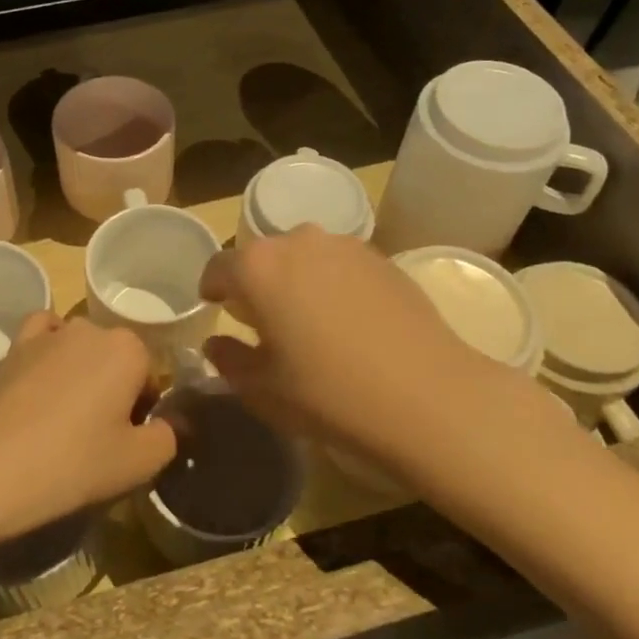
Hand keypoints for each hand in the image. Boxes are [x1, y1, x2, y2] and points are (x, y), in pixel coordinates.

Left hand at [0, 314, 174, 548]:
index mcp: (129, 348)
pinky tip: (41, 382)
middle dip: (113, 388)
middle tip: (97, 435)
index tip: (125, 440)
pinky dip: (48, 351)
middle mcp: (91, 328)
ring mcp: (49, 334)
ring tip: (64, 418)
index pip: (149, 375)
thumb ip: (167, 436)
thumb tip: (166, 424)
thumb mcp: (139, 462)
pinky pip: (42, 337)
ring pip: (80, 348)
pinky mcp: (15, 347)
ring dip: (80, 373)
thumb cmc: (76, 462)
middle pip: (115, 358)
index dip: (142, 409)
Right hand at [200, 227, 548, 472]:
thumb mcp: (262, 389)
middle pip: (262, 256)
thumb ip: (228, 359)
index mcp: (258, 267)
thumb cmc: (328, 394)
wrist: (427, 397)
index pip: (218, 267)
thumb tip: (216, 343)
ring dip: (294, 279)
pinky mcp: (382, 258)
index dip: (212, 289)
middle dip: (255, 283)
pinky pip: (339, 264)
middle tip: (262, 321)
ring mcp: (344, 245)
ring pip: (302, 256)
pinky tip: (347, 321)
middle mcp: (297, 241)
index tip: (215, 308)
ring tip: (307, 320)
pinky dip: (331, 283)